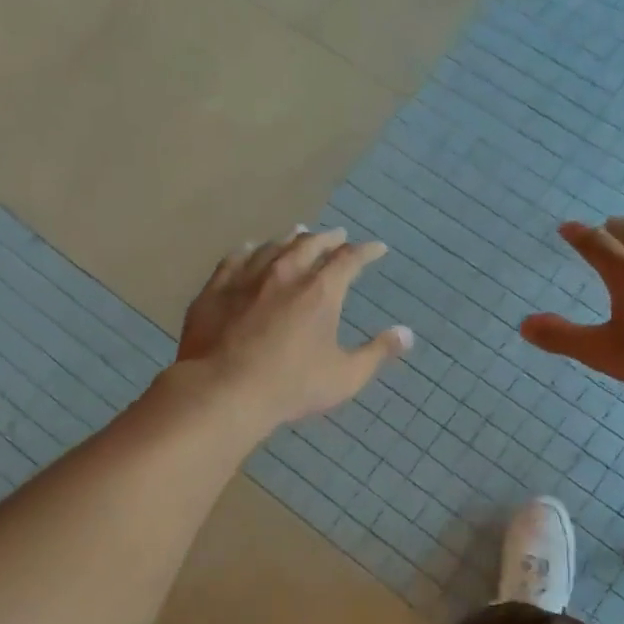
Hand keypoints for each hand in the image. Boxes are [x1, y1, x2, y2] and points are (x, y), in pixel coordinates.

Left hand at [175, 227, 412, 431]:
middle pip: (310, 244)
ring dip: (290, 238)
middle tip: (338, 235)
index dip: (366, 251)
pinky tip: (250, 248)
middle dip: (328, 238)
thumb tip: (407, 333)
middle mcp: (286, 273)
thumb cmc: (292, 386)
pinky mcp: (216, 288)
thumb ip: (378, 352)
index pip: (349, 259)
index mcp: (321, 291)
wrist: (224, 390)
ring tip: (298, 233)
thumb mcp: (345, 376)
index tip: (377, 248)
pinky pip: (235, 258)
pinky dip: (249, 250)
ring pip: (273, 246)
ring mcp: (247, 278)